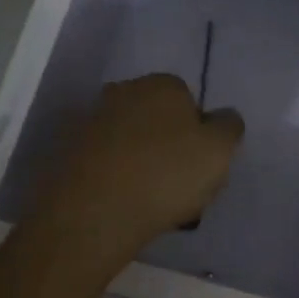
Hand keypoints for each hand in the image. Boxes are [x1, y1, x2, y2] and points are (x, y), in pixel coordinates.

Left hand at [27, 75, 244, 262]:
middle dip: (168, 141)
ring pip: (131, 139)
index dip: (198, 131)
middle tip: (179, 180)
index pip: (189, 99)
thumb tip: (223, 118)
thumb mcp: (220, 150)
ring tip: (152, 197)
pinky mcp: (69, 152)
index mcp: (162, 84)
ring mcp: (91, 121)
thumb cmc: (167, 174)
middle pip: (157, 117)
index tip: (200, 161)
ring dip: (142, 159)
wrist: (94, 213)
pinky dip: (117, 175)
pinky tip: (126, 201)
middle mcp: (123, 92)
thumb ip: (229, 126)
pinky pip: (107, 161)